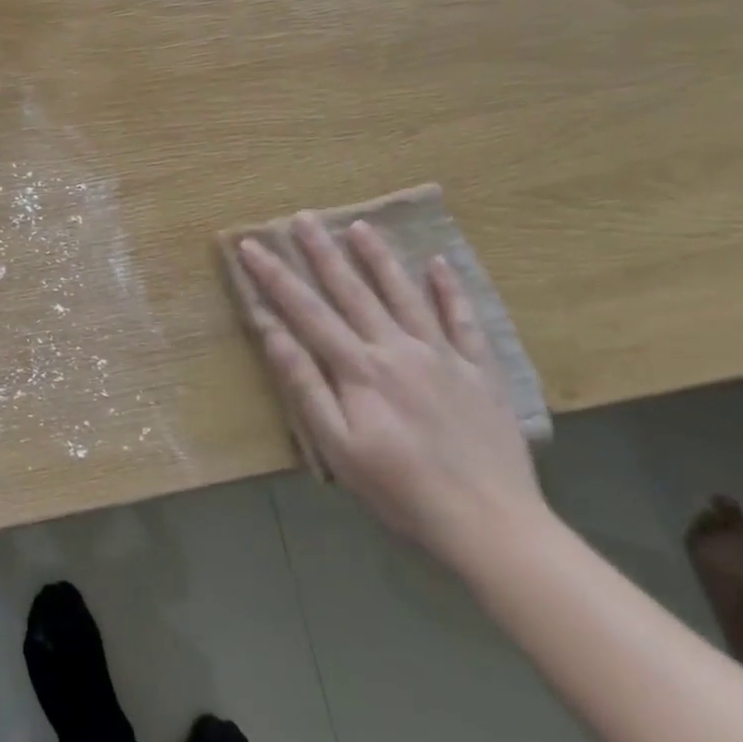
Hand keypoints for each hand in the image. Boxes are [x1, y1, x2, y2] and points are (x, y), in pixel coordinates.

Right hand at [237, 216, 546, 572]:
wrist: (491, 523)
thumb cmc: (401, 490)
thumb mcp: (338, 446)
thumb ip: (305, 385)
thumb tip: (273, 331)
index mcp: (360, 369)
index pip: (307, 311)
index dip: (275, 277)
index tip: (251, 245)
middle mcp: (398, 349)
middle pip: (353, 291)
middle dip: (323, 253)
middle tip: (303, 218)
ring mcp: (443, 356)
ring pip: (405, 294)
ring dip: (379, 258)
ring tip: (360, 225)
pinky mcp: (480, 371)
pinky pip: (463, 320)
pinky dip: (450, 290)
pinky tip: (438, 264)